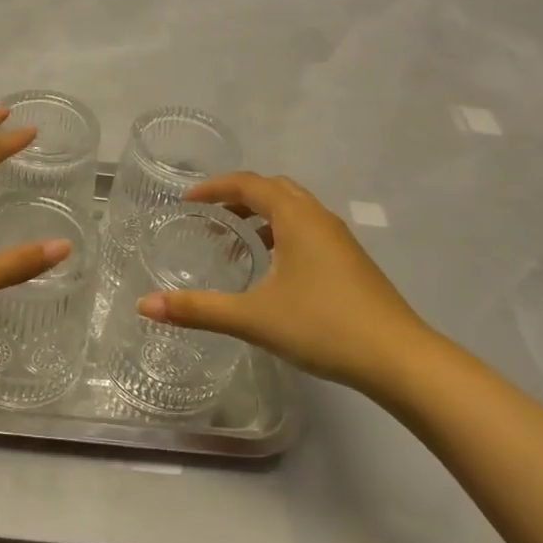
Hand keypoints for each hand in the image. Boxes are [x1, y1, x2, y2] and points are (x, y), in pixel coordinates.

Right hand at [136, 172, 438, 395]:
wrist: (399, 359)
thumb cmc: (323, 326)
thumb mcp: (253, 318)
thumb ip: (197, 309)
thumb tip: (144, 306)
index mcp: (296, 218)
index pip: (249, 184)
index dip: (214, 188)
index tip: (187, 202)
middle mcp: (319, 218)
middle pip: (274, 190)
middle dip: (238, 198)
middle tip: (209, 219)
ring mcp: (339, 240)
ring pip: (294, 211)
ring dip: (262, 218)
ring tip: (236, 246)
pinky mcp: (350, 262)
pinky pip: (308, 231)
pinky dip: (281, 235)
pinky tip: (272, 272)